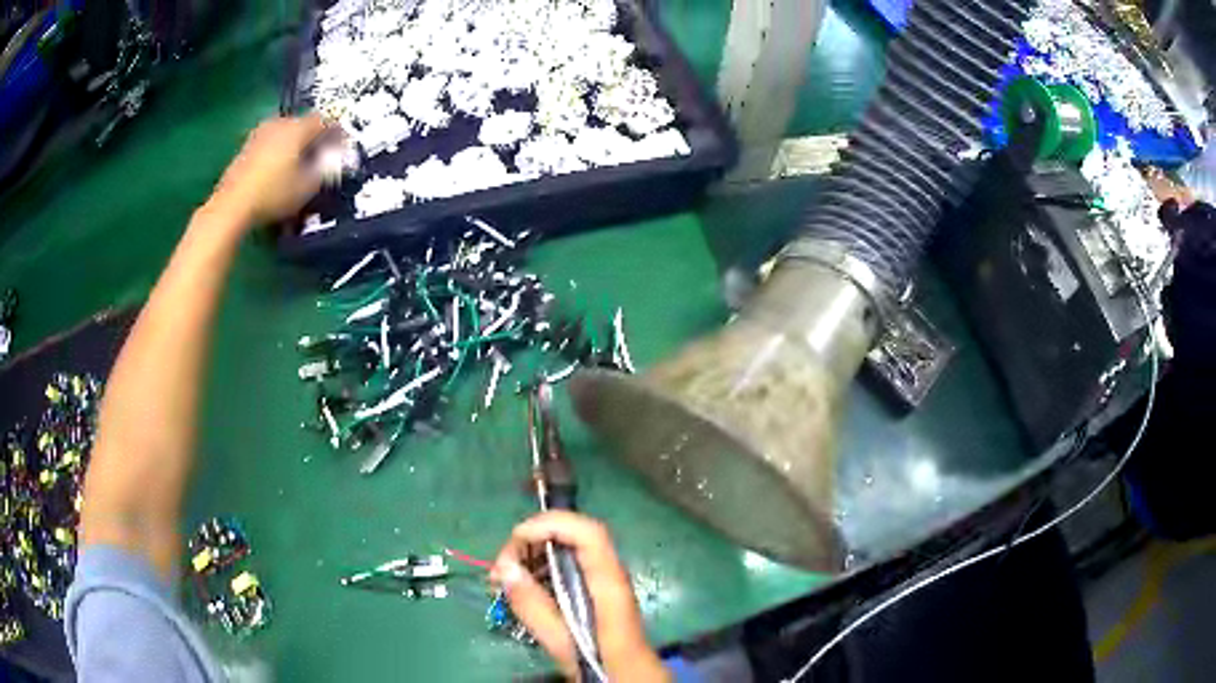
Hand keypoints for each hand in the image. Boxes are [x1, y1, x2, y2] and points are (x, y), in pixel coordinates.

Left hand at [208, 115, 331, 227]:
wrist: (232, 205)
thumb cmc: (273, 194)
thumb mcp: (306, 187)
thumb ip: (324, 171)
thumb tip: (331, 162)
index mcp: (298, 128)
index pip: (324, 120)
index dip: (335, 132)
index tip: (341, 146)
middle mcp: (279, 123)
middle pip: (302, 124)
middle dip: (313, 137)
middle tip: (319, 155)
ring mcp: (260, 133)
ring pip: (284, 133)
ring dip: (293, 144)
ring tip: (297, 163)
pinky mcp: (245, 147)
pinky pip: (269, 143)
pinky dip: (277, 152)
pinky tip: (277, 170)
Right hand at [491, 511, 669, 681]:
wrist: (632, 680)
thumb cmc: (605, 664)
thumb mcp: (564, 643)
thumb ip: (534, 608)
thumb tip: (505, 569)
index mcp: (608, 583)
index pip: (588, 532)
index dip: (551, 523)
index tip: (516, 538)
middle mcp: (608, 574)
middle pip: (571, 537)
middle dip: (531, 542)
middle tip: (499, 569)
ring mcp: (602, 582)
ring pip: (565, 552)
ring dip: (530, 556)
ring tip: (502, 579)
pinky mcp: (593, 594)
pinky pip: (565, 569)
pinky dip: (538, 571)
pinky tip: (519, 589)